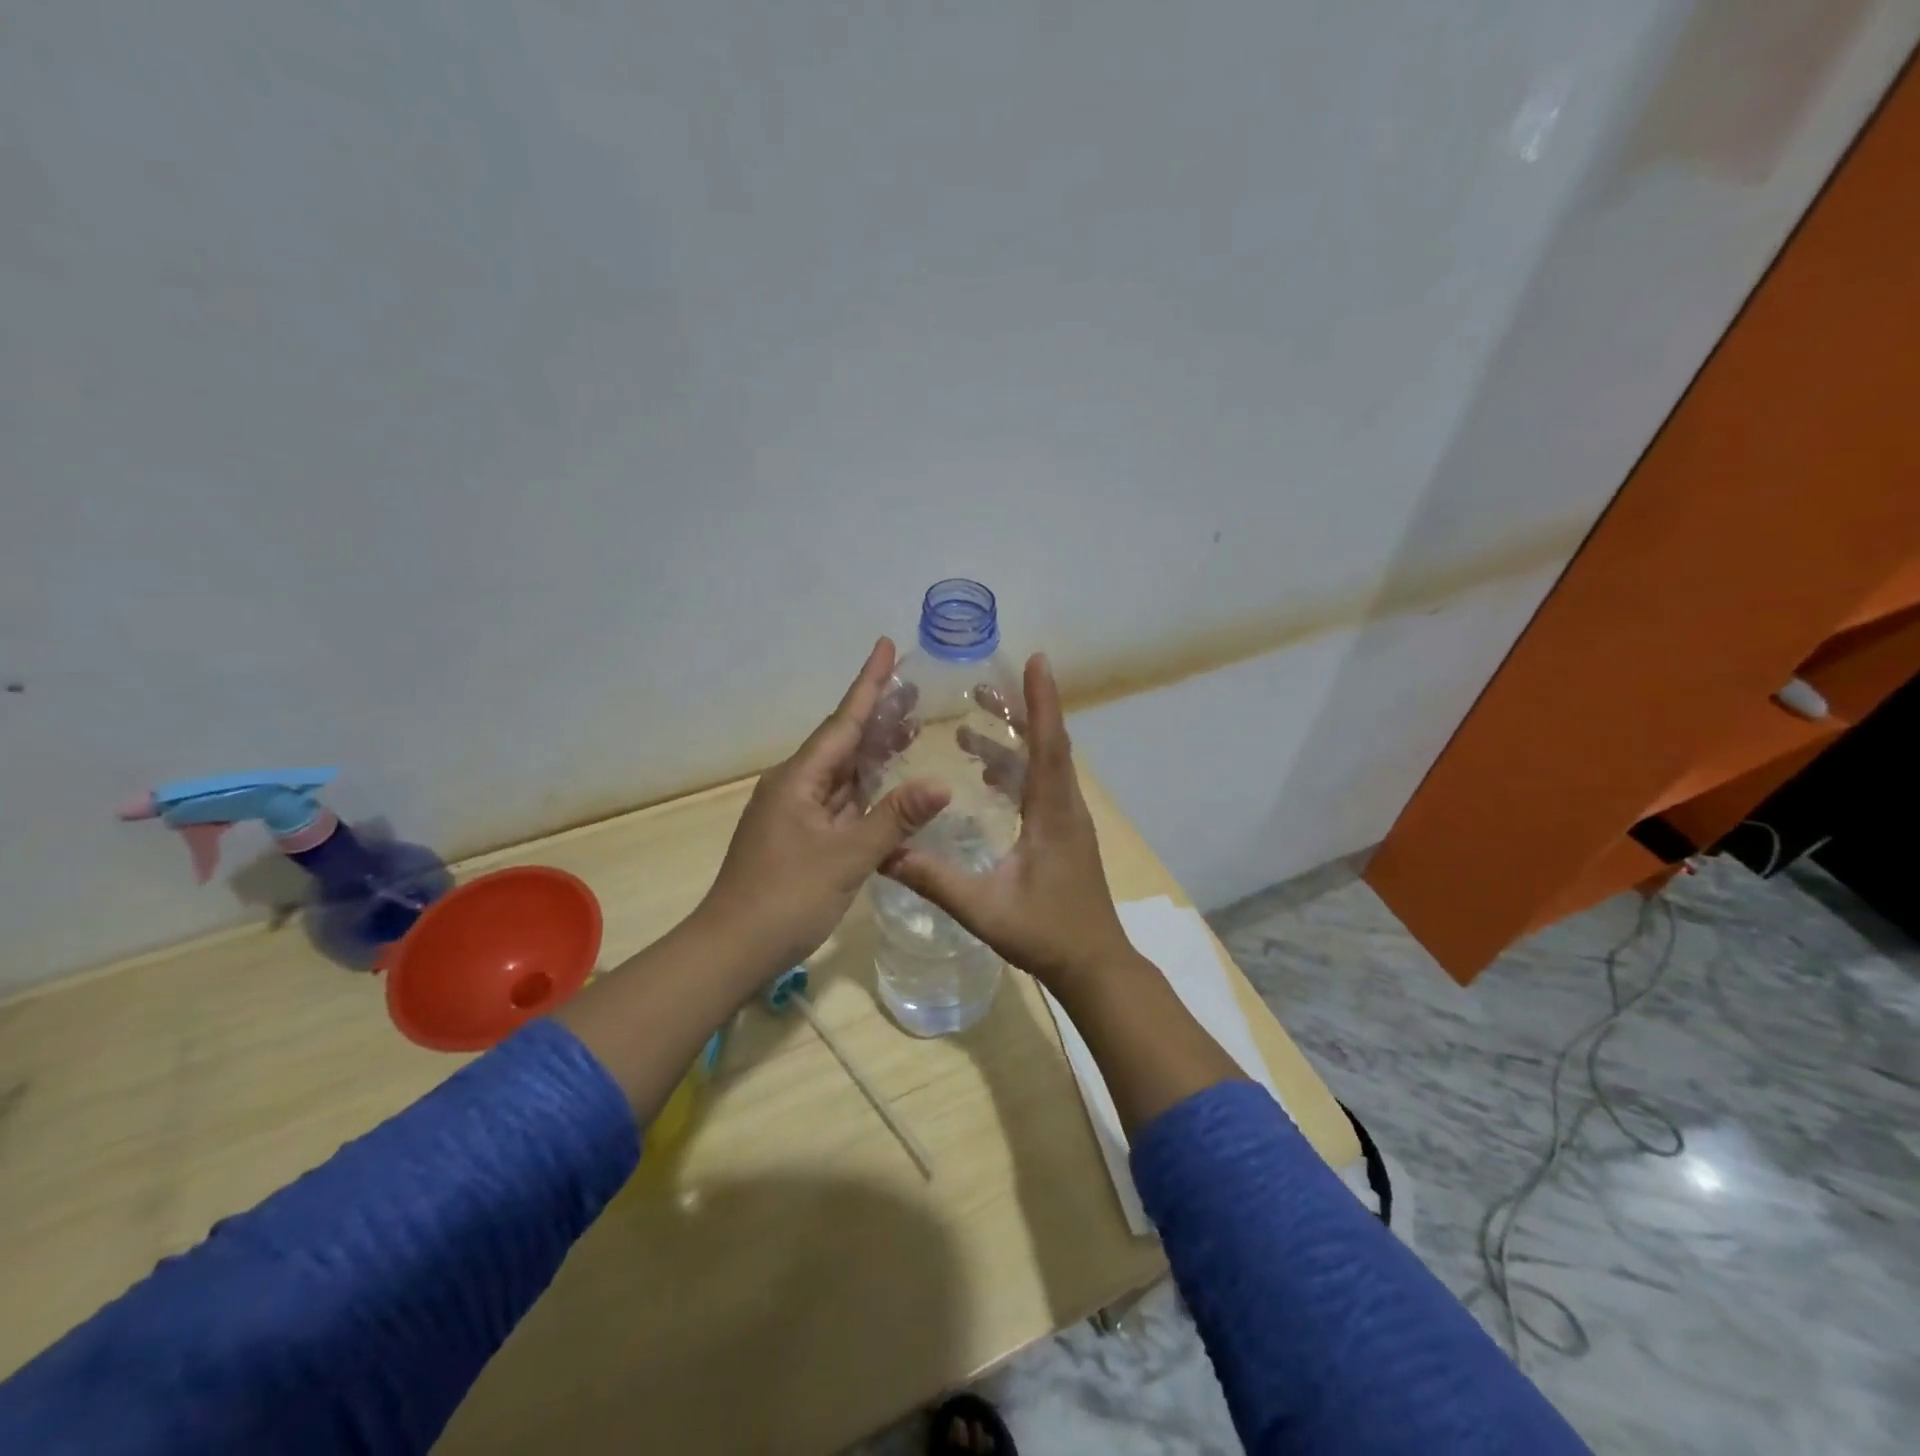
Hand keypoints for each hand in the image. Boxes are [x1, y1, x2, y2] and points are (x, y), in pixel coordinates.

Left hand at [700, 638, 949, 977]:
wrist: (732, 949)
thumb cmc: (785, 898)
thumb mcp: (846, 857)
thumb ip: (894, 819)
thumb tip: (940, 785)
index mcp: (799, 779)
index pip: (842, 721)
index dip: (869, 684)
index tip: (886, 646)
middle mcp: (794, 786)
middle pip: (843, 741)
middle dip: (877, 715)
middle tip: (915, 692)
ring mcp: (795, 812)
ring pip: (842, 772)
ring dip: (873, 752)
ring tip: (909, 729)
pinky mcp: (799, 837)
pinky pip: (839, 800)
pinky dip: (866, 789)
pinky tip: (887, 787)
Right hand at [882, 653, 1134, 990]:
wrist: (1094, 965)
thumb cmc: (1046, 933)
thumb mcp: (984, 908)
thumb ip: (934, 879)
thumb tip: (883, 853)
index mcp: (1053, 814)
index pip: (1049, 745)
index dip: (1042, 701)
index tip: (1036, 661)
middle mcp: (1066, 807)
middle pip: (1047, 745)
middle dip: (1018, 710)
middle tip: (980, 686)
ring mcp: (1068, 820)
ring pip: (1043, 766)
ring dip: (1011, 742)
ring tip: (968, 727)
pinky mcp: (1064, 834)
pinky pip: (1041, 786)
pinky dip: (1015, 770)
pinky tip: (987, 775)